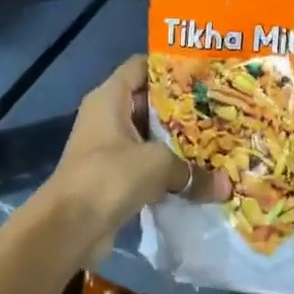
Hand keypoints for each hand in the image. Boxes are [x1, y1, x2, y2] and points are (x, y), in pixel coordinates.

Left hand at [43, 56, 228, 263]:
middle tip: (216, 110)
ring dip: (175, 142)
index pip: (140, 66)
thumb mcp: (157, 164)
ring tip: (212, 142)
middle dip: (180, 108)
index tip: (201, 75)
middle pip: (147, 101)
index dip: (169, 67)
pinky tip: (194, 175)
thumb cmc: (110, 176)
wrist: (68, 227)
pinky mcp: (111, 177)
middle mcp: (106, 116)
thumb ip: (192, 171)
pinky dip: (165, 169)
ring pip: (147, 136)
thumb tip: (225, 187)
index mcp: (110, 97)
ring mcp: (107, 147)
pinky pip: (143, 164)